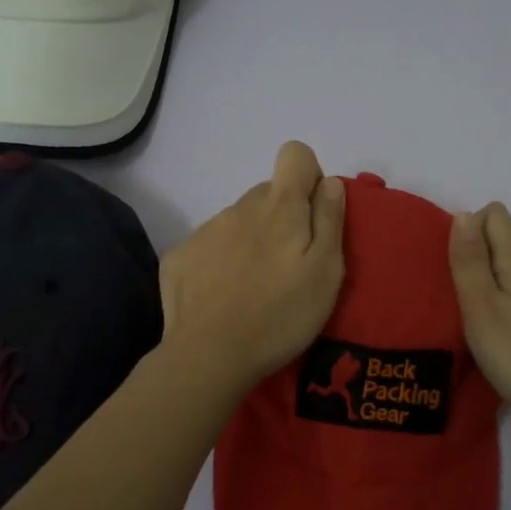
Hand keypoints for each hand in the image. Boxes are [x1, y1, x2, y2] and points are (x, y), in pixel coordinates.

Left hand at [160, 142, 345, 392]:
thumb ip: (330, 219)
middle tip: (288, 267)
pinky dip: (220, 263)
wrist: (209, 355)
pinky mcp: (180, 257)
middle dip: (282, 219)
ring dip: (251, 241)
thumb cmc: (281, 314)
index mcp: (279, 206)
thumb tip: (329, 182)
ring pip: (238, 221)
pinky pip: (209, 246)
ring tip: (255, 288)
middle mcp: (239, 206)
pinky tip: (223, 297)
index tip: (312, 216)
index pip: (295, 154)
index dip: (308, 178)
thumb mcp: (326, 271)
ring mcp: (205, 230)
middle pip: (267, 194)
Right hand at [449, 202, 510, 440]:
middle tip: (448, 293)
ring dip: (482, 283)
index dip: (468, 226)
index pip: (496, 216)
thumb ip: (471, 262)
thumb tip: (463, 213)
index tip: (449, 262)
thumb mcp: (483, 308)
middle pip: (502, 243)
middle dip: (470, 256)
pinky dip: (496, 307)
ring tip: (461, 317)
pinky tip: (487, 338)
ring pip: (508, 275)